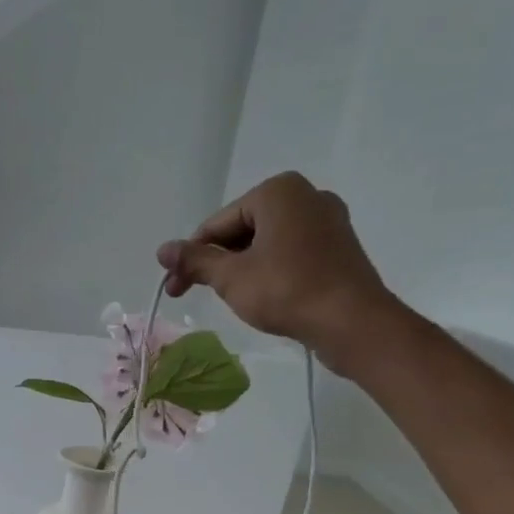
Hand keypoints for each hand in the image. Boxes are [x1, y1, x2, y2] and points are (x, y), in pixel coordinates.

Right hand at [156, 172, 398, 371]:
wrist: (351, 321)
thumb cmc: (285, 290)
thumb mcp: (230, 277)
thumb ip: (195, 260)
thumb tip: (162, 250)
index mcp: (277, 192)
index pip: (217, 224)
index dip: (190, 257)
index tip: (174, 287)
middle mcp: (305, 195)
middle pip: (241, 230)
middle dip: (215, 261)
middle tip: (192, 293)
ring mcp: (326, 220)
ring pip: (265, 242)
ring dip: (239, 268)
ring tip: (228, 297)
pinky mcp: (337, 246)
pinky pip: (289, 252)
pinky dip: (268, 269)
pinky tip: (261, 294)